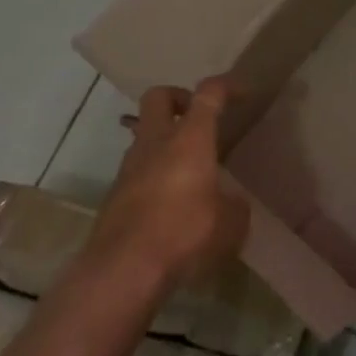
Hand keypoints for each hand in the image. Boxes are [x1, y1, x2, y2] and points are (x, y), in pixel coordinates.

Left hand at [88, 77, 249, 291]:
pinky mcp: (115, 194)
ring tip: (188, 167)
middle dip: (179, 98)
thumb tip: (230, 202)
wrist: (123, 269)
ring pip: (145, 134)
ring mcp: (129, 167)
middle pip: (159, 96)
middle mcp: (156, 143)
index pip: (207, 94)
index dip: (225, 87)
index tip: (240, 92)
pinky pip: (138, 168)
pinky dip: (155, 172)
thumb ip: (234, 205)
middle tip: (198, 117)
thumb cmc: (185, 233)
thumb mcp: (231, 223)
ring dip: (165, 140)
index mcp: (189, 139)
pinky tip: (171, 201)